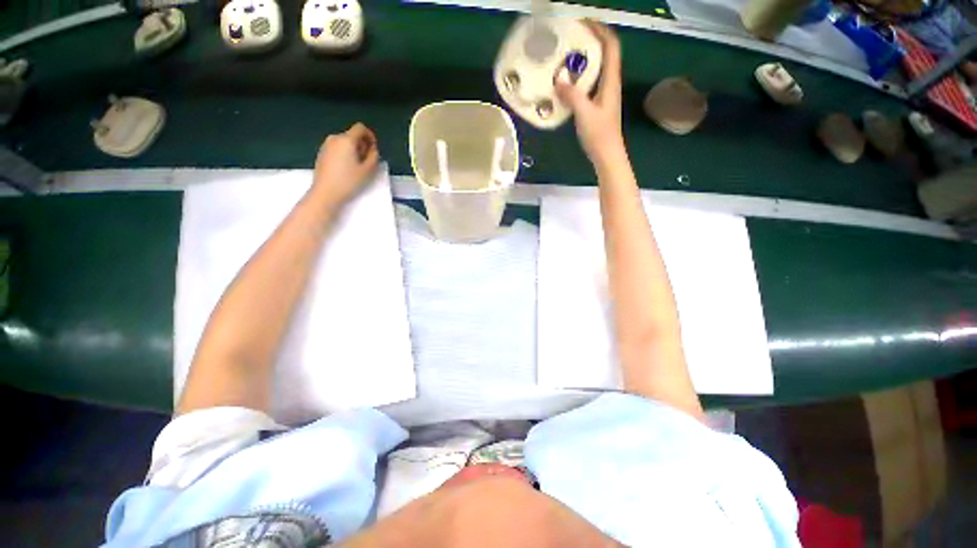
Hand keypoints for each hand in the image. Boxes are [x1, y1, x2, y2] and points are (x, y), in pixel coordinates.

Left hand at [311, 122, 379, 206]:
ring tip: (357, 166)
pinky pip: (337, 148)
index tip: (374, 148)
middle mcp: (334, 138)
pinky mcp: (322, 153)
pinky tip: (347, 168)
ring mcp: (326, 145)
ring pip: (345, 142)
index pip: (360, 128)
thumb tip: (372, 149)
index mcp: (346, 140)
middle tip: (367, 160)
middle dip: (362, 145)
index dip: (370, 135)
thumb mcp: (368, 170)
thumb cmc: (349, 181)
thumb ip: (374, 156)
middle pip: (352, 135)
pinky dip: (345, 154)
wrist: (326, 192)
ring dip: (354, 150)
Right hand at [555, 21, 624, 167]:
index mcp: (610, 81)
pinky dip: (578, 79)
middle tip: (569, 40)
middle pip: (604, 54)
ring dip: (583, 61)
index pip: (611, 46)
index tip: (584, 23)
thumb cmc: (599, 134)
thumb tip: (558, 80)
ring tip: (564, 59)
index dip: (600, 30)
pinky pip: (588, 85)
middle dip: (589, 42)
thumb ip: (572, 95)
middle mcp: (609, 84)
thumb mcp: (584, 113)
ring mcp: (603, 95)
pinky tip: (565, 84)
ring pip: (596, 70)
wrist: (607, 155)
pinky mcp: (597, 106)